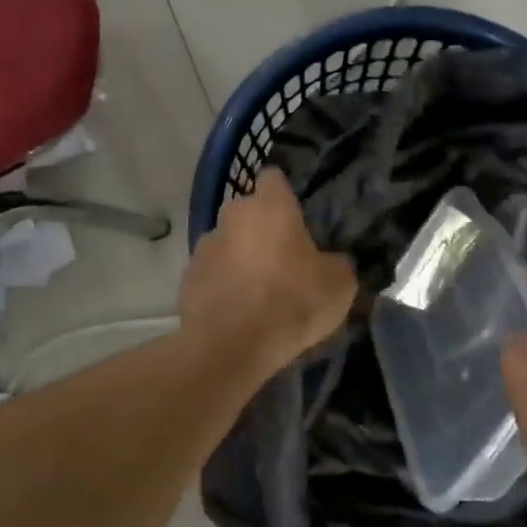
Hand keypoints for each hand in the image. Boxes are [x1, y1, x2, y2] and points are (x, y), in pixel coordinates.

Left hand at [179, 168, 356, 382]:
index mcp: (270, 206)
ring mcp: (204, 247)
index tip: (296, 217)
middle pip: (247, 212)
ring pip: (226, 243)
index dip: (284, 194)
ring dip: (239, 258)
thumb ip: (335, 263)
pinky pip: (210, 275)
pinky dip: (222, 287)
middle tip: (281, 260)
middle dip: (260, 229)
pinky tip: (236, 313)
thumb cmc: (292, 302)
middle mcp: (232, 216)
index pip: (274, 178)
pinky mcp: (186, 280)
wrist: (232, 347)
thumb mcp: (339, 285)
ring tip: (257, 292)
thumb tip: (329, 263)